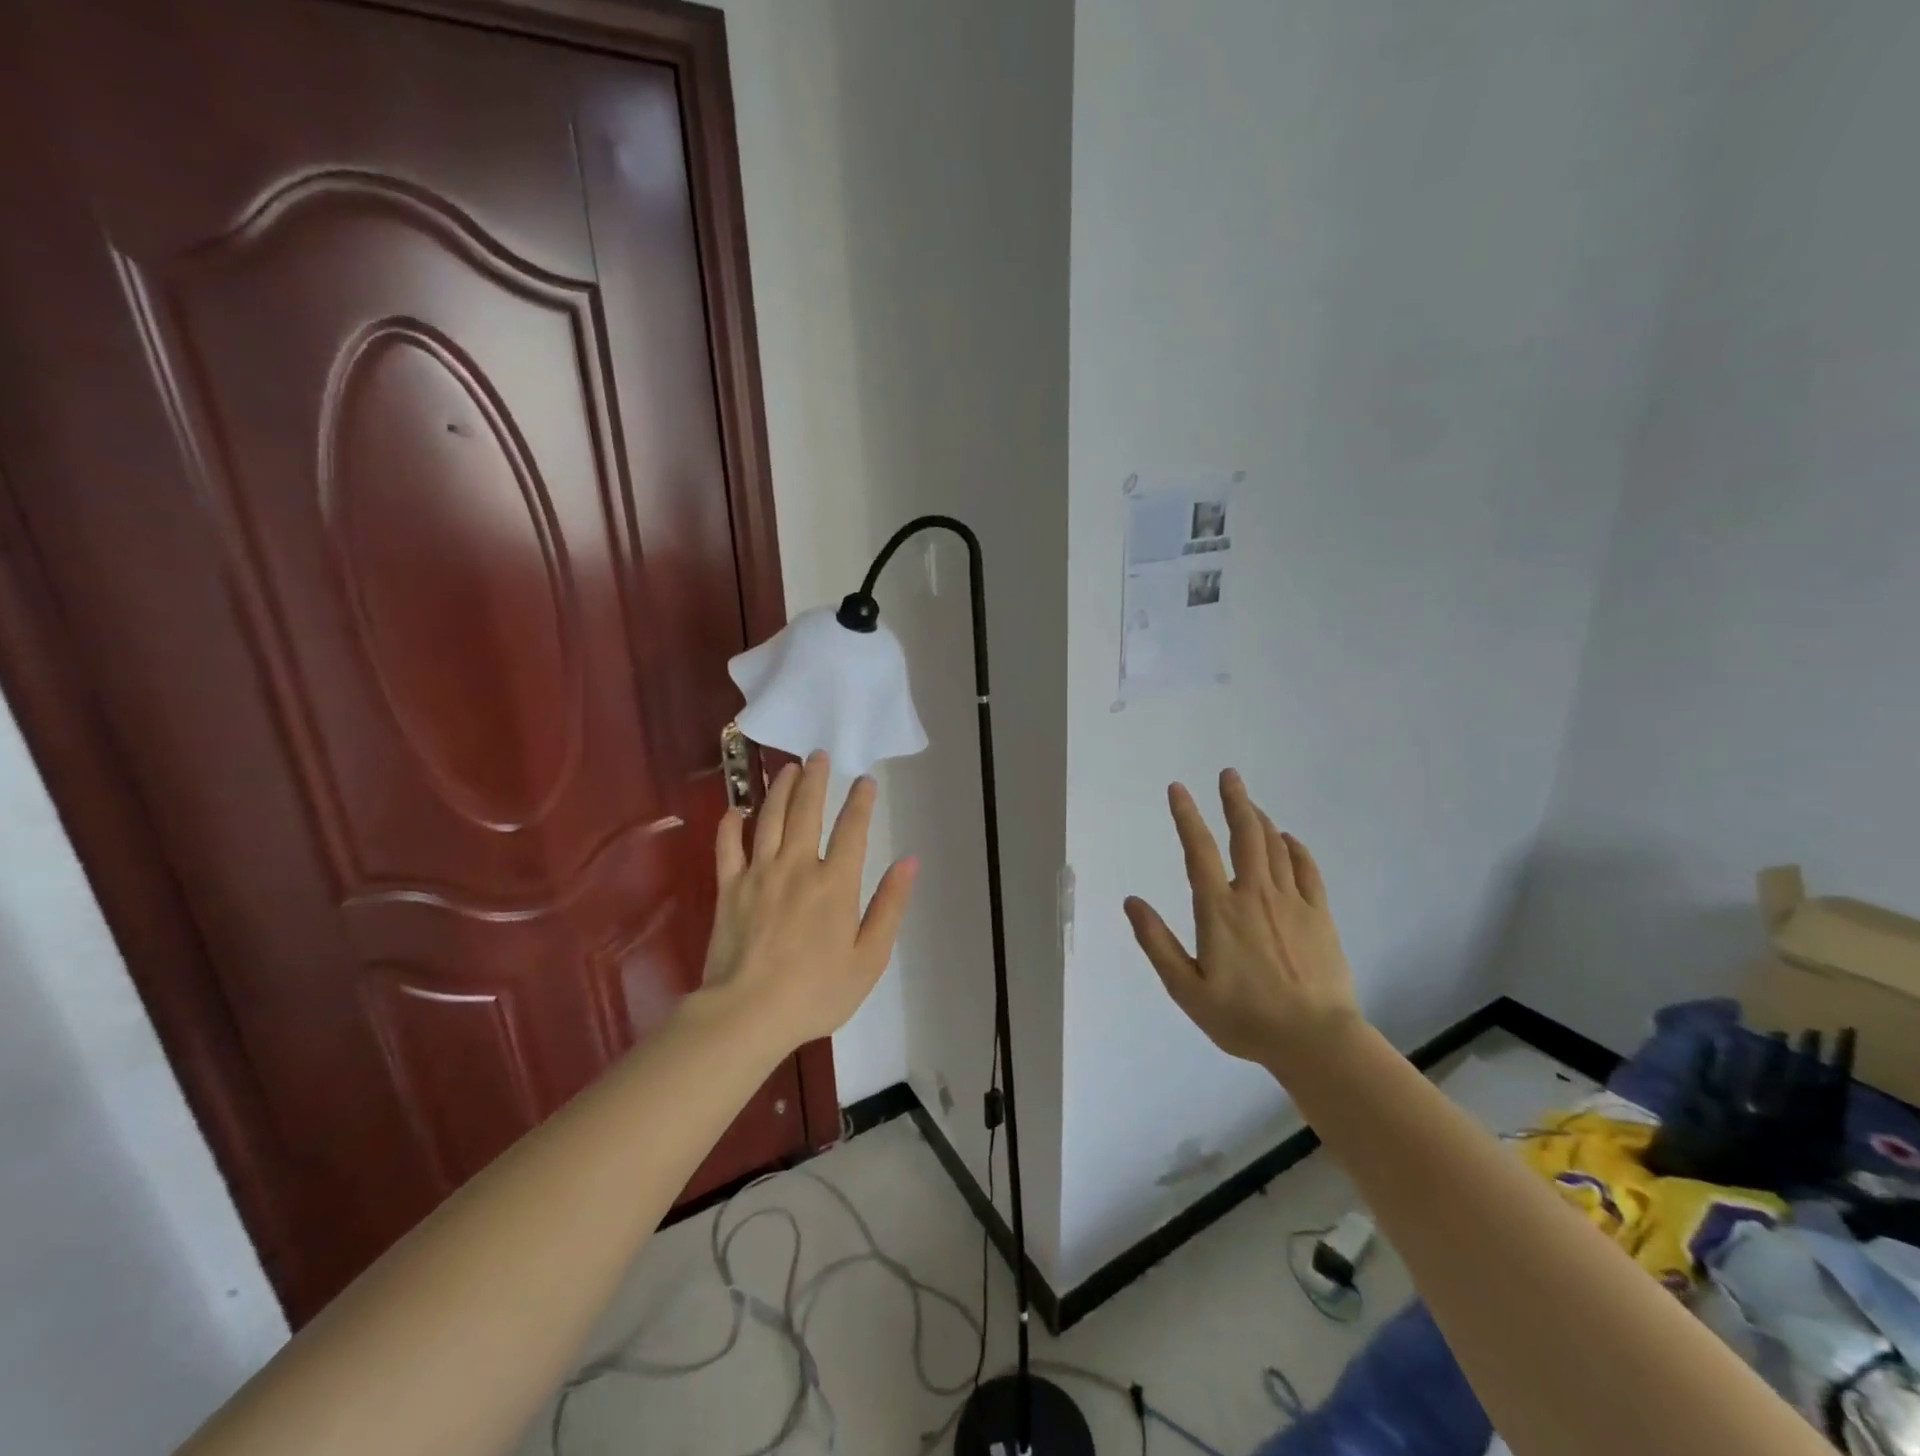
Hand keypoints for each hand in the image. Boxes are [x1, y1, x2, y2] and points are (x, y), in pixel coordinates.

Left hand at [701, 751, 917, 1051]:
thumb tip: (909, 861)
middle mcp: (798, 867)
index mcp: (836, 883)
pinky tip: (736, 811)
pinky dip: (731, 826)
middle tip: (818, 755)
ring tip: (787, 768)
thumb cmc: (816, 992)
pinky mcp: (728, 889)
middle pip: (807, 811)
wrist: (748, 1014)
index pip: (852, 829)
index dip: (861, 801)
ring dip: (779, 789)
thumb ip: (890, 905)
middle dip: (815, 779)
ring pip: (769, 819)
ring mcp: (759, 874)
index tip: (865, 780)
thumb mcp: (870, 957)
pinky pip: (727, 848)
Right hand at [1124, 769, 1359, 1076]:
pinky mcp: (1319, 915)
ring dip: (1261, 819)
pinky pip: (1307, 869)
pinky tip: (1289, 840)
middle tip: (1229, 775)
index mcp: (1220, 909)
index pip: (1199, 850)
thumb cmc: (1244, 1018)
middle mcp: (1255, 894)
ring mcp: (1292, 902)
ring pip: (1276, 846)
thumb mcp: (1186, 989)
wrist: (1315, 1040)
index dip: (1186, 816)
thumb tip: (1132, 902)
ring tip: (1250, 804)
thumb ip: (1157, 942)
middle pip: (1246, 834)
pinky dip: (1296, 848)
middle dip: (1234, 800)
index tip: (1178, 788)